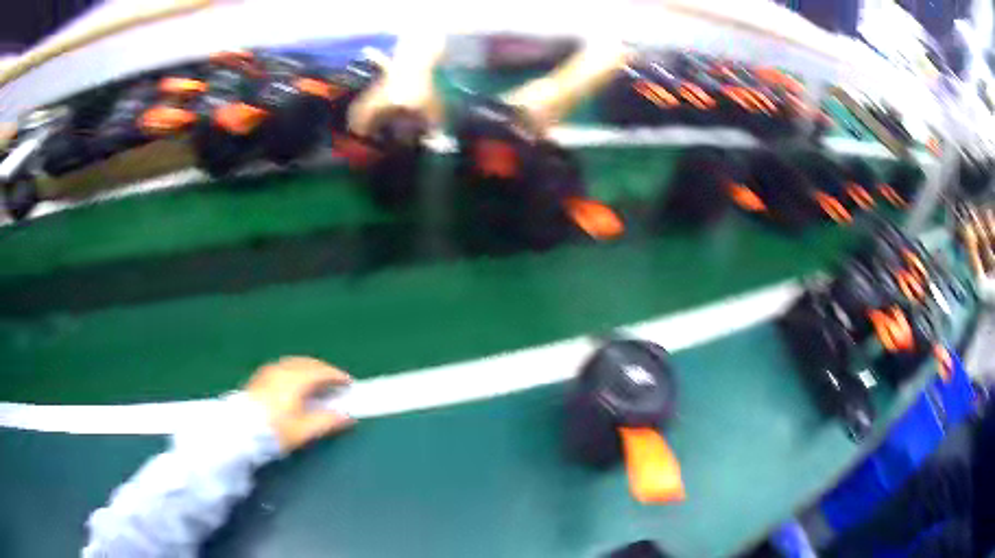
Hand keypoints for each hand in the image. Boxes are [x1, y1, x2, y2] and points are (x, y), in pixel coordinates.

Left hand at [245, 357, 355, 451]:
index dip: (337, 377)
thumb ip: (327, 421)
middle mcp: (282, 370)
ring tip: (317, 382)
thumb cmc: (274, 431)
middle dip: (324, 370)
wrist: (240, 430)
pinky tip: (295, 383)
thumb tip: (348, 416)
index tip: (349, 384)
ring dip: (309, 369)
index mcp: (295, 380)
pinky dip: (296, 371)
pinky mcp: (260, 377)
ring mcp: (269, 372)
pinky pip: (284, 367)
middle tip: (335, 382)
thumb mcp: (303, 431)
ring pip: (295, 363)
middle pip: (308, 363)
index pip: (321, 372)